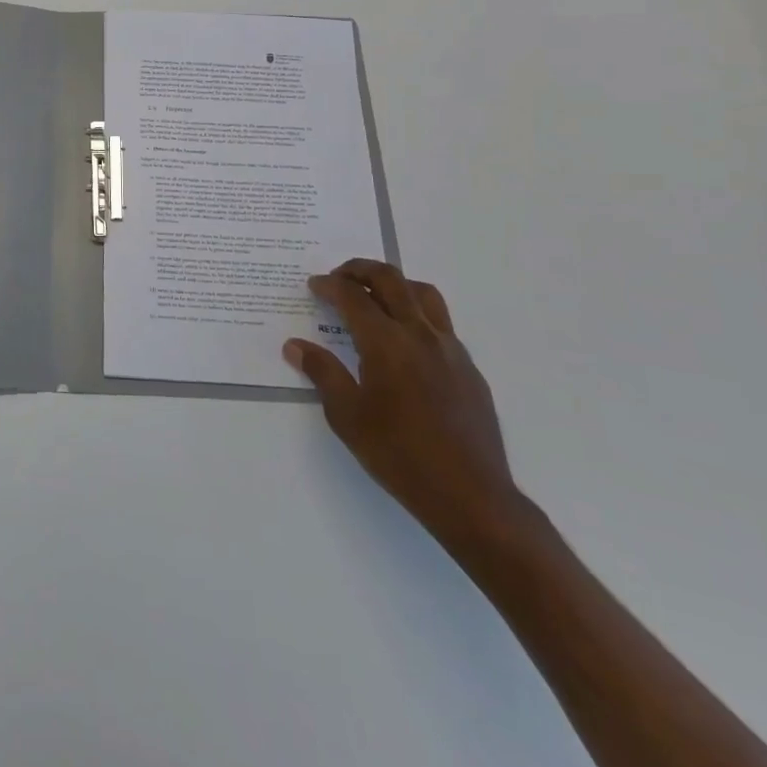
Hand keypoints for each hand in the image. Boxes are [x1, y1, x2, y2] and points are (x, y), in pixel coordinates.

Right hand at [284, 259, 528, 553]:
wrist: (472, 497)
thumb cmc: (400, 455)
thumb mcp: (347, 416)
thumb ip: (322, 372)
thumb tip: (295, 345)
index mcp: (386, 342)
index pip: (353, 296)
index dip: (330, 285)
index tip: (314, 286)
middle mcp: (419, 334)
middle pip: (390, 280)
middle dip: (360, 270)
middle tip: (339, 278)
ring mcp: (450, 349)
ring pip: (422, 294)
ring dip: (394, 285)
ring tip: (375, 298)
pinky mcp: (468, 368)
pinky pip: (440, 323)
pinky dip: (416, 314)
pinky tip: (404, 343)